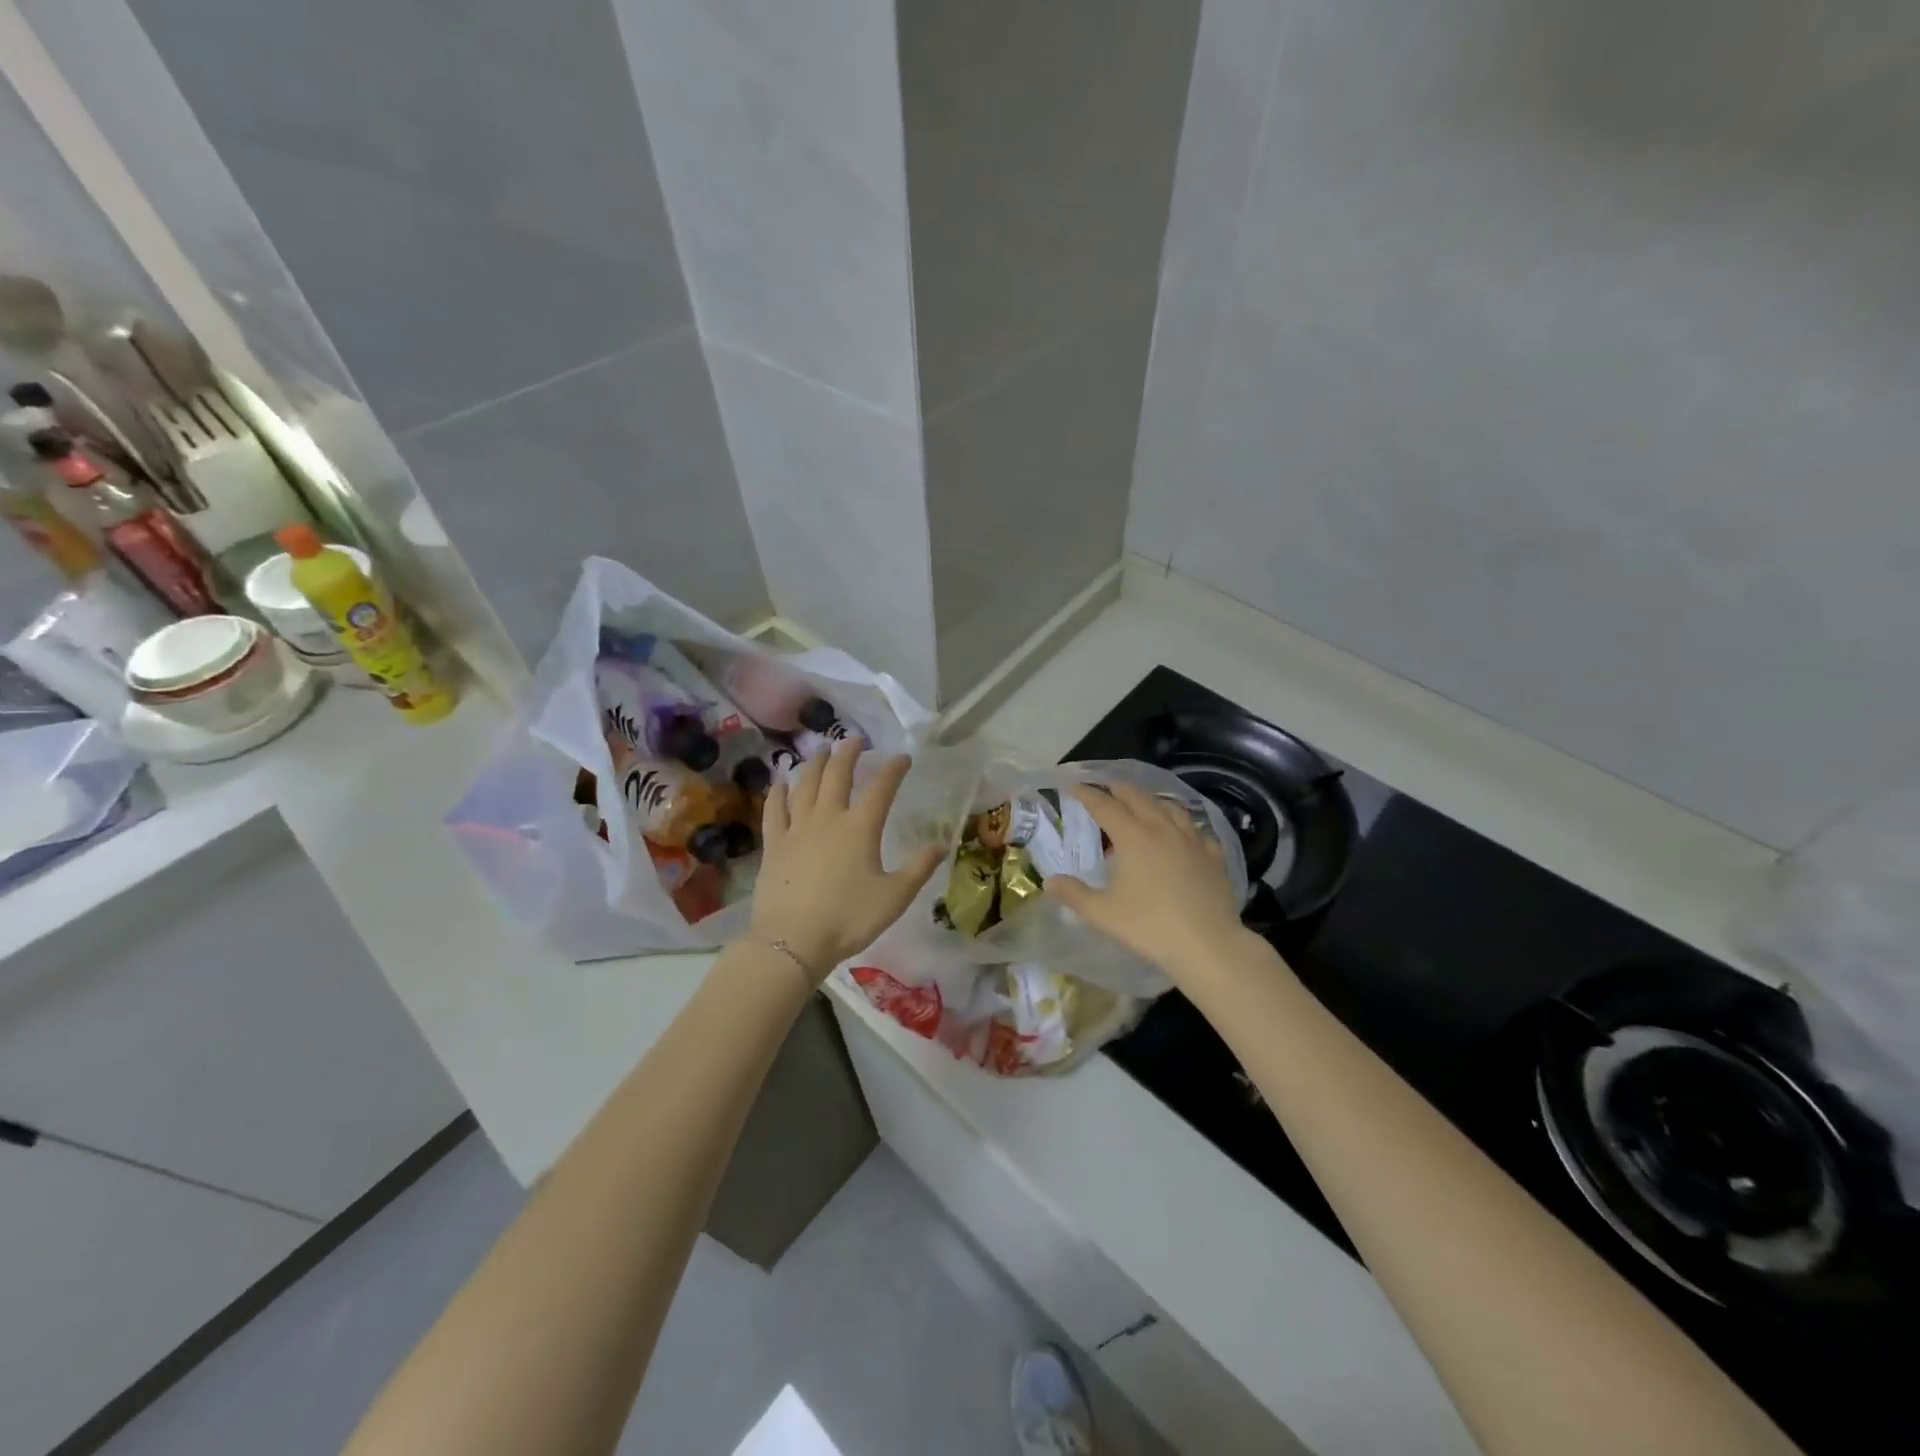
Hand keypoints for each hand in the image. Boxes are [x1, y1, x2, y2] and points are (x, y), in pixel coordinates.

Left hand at [747, 741, 945, 979]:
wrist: (792, 941)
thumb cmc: (848, 919)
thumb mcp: (894, 897)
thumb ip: (919, 869)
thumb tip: (941, 846)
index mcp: (860, 828)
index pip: (881, 788)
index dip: (893, 769)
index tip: (903, 758)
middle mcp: (828, 818)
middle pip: (837, 775)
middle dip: (848, 753)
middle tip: (854, 740)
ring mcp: (797, 829)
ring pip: (804, 785)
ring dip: (814, 763)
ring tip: (821, 750)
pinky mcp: (774, 844)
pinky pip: (774, 810)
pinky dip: (778, 793)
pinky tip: (780, 783)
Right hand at [1046, 783, 1246, 973]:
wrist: (1208, 945)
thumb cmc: (1150, 927)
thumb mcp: (1103, 914)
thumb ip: (1074, 895)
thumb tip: (1050, 882)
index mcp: (1133, 837)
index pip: (1104, 805)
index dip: (1087, 793)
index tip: (1073, 785)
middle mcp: (1162, 829)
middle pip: (1138, 797)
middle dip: (1118, 789)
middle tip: (1104, 788)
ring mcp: (1192, 840)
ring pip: (1170, 807)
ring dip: (1151, 800)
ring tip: (1142, 804)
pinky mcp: (1213, 856)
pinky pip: (1196, 829)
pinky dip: (1182, 824)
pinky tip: (1182, 833)